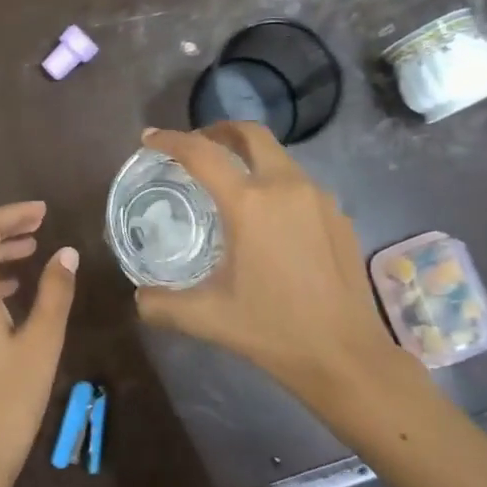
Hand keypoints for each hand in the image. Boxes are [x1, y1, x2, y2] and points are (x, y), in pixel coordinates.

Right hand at [135, 124, 405, 400]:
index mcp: (249, 204)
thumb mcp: (208, 318)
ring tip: (230, 183)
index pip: (202, 154)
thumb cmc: (273, 330)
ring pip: (278, 157)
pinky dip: (275, 184)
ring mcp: (319, 198)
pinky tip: (269, 219)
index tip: (151, 138)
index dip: (171, 140)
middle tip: (197, 146)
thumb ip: (163, 305)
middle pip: (250, 134)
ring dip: (250, 157)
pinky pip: (300, 184)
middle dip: (219, 131)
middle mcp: (286, 186)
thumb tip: (139, 298)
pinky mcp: (339, 215)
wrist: (346, 355)